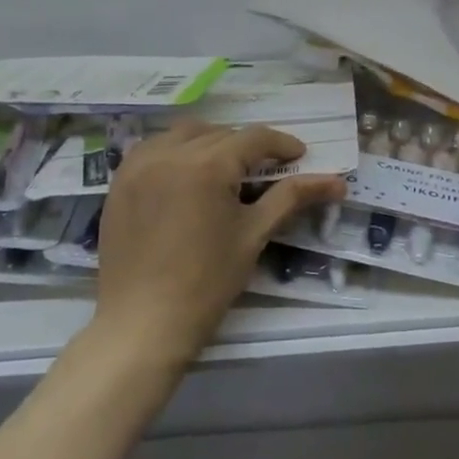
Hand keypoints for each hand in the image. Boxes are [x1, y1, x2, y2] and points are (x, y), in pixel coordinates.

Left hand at [91, 121, 348, 363]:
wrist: (142, 324)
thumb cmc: (206, 283)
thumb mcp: (253, 235)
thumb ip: (292, 198)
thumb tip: (337, 182)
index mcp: (207, 164)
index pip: (253, 138)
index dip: (281, 145)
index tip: (299, 157)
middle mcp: (170, 152)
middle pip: (220, 133)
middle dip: (246, 147)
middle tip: (264, 171)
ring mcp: (140, 164)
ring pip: (185, 134)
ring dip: (210, 143)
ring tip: (225, 170)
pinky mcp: (120, 180)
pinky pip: (153, 148)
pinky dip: (175, 151)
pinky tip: (185, 175)